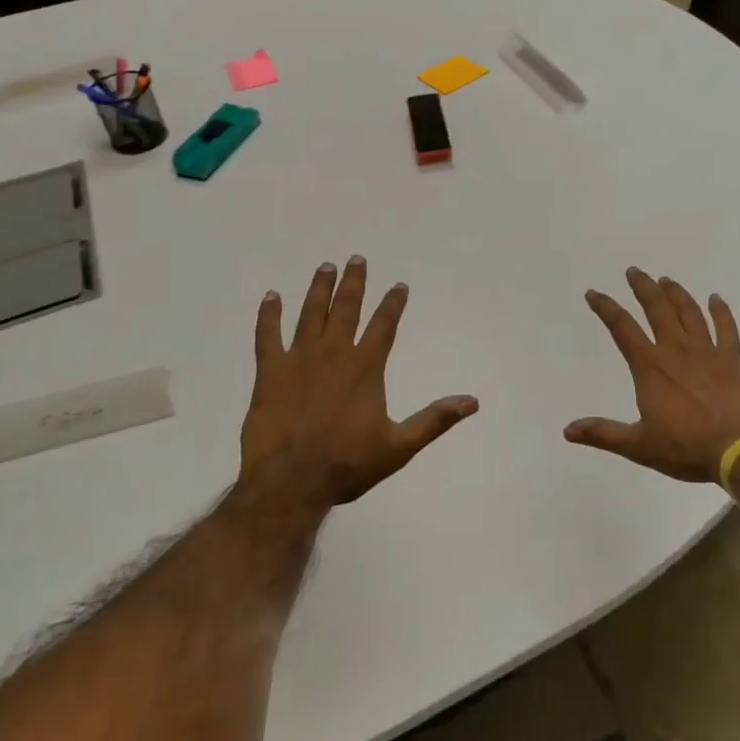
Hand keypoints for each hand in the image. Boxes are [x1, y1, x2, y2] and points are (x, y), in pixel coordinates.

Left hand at [240, 256, 477, 512]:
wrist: (290, 482)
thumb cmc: (347, 464)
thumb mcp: (399, 447)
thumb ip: (434, 420)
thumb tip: (472, 402)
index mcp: (364, 368)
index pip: (384, 325)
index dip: (393, 304)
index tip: (399, 285)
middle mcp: (333, 354)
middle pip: (346, 308)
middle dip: (354, 283)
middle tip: (356, 258)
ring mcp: (298, 359)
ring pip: (311, 314)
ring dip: (319, 289)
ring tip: (325, 267)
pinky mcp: (269, 372)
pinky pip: (267, 335)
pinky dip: (268, 315)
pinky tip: (271, 297)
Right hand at [566, 268, 739, 482]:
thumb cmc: (686, 447)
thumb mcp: (638, 445)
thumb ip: (603, 433)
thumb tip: (568, 430)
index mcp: (650, 367)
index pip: (622, 328)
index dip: (605, 308)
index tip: (593, 293)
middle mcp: (676, 350)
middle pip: (657, 309)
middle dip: (642, 288)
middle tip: (633, 271)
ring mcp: (707, 352)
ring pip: (689, 313)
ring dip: (676, 293)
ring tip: (666, 280)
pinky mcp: (732, 361)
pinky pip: (727, 329)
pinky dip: (721, 312)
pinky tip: (716, 298)